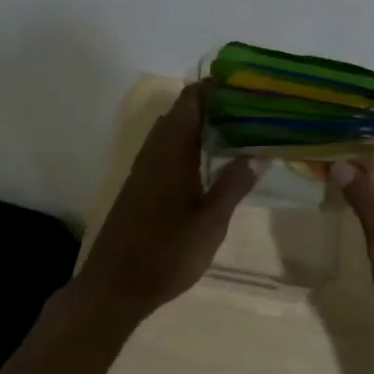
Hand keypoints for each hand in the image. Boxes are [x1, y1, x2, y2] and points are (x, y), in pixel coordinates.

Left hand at [78, 84, 262, 314]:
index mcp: (172, 150)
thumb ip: (233, 185)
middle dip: (216, 105)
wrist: (115, 286)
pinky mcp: (141, 185)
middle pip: (184, 111)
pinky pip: (169, 150)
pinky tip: (213, 164)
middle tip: (254, 111)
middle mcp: (155, 150)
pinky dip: (192, 145)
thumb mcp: (210, 223)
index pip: (192, 100)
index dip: (217, 87)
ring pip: (175, 131)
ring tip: (242, 132)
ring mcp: (145, 168)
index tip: (248, 87)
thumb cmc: (166, 253)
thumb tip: (258, 154)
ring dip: (204, 126)